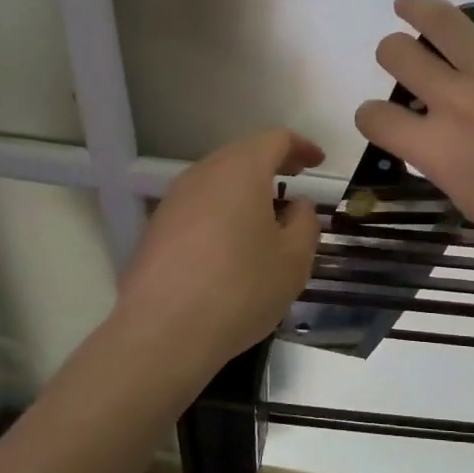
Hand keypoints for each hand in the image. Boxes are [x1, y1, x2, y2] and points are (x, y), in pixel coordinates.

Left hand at [116, 129, 323, 379]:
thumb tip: (298, 205)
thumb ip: (304, 223)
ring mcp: (173, 200)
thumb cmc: (241, 289)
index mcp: (240, 171)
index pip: (274, 139)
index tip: (317, 162)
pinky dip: (222, 210)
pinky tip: (232, 243)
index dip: (301, 146)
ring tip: (267, 215)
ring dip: (245, 188)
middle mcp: (202, 175)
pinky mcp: (156, 228)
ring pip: (217, 180)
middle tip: (295, 181)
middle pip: (241, 154)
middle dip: (272, 163)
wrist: (163, 333)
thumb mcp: (294, 260)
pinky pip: (198, 205)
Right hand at [355, 0, 473, 280]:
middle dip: (392, 55)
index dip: (371, 115)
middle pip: (398, 54)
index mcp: (436, 149)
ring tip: (411, 5)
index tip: (385, 118)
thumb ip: (442, 159)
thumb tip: (435, 132)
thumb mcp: (467, 201)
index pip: (374, 116)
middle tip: (406, 59)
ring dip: (416, 7)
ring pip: (440, 19)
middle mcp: (458, 102)